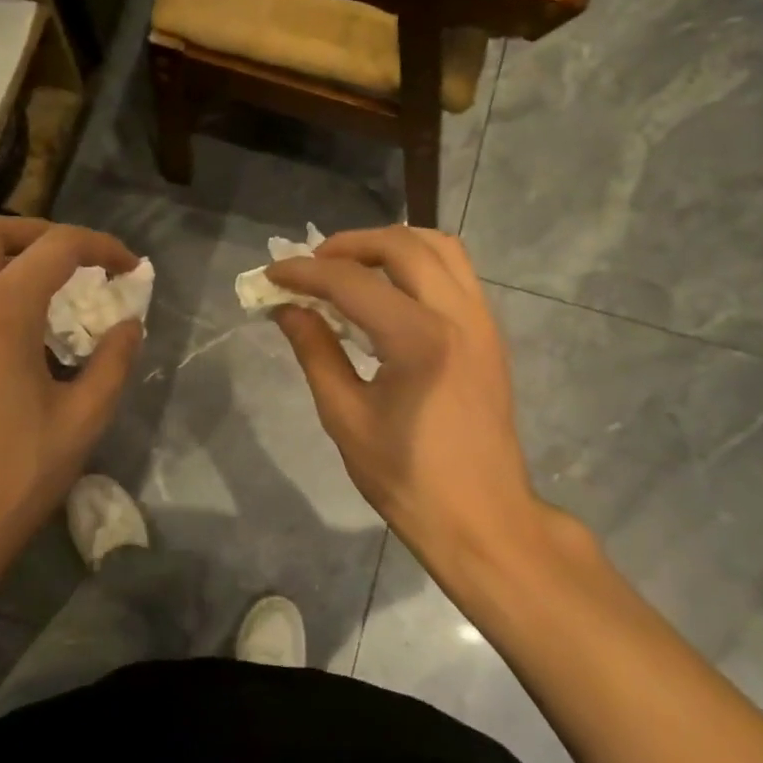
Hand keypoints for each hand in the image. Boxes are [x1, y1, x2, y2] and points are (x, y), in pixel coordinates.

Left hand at [0, 216, 142, 594]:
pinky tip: (26, 334)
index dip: (102, 247)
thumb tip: (129, 326)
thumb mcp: (82, 419)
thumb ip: (113, 362)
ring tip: (60, 296)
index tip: (131, 268)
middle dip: (44, 234)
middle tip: (83, 262)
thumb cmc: (13, 475)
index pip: (56, 247)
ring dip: (16, 261)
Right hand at [269, 227, 567, 576]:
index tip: (271, 274)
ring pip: (440, 247)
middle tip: (312, 266)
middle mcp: (458, 315)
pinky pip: (456, 273)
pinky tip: (390, 293)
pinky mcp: (491, 334)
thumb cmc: (407, 479)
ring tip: (351, 269)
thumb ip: (316, 352)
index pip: (352, 282)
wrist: (482, 519)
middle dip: (349, 245)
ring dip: (391, 245)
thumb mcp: (346, 418)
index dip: (304, 273)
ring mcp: (483, 321)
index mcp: (419, 340)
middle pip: (402, 244)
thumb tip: (287, 309)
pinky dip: (419, 264)